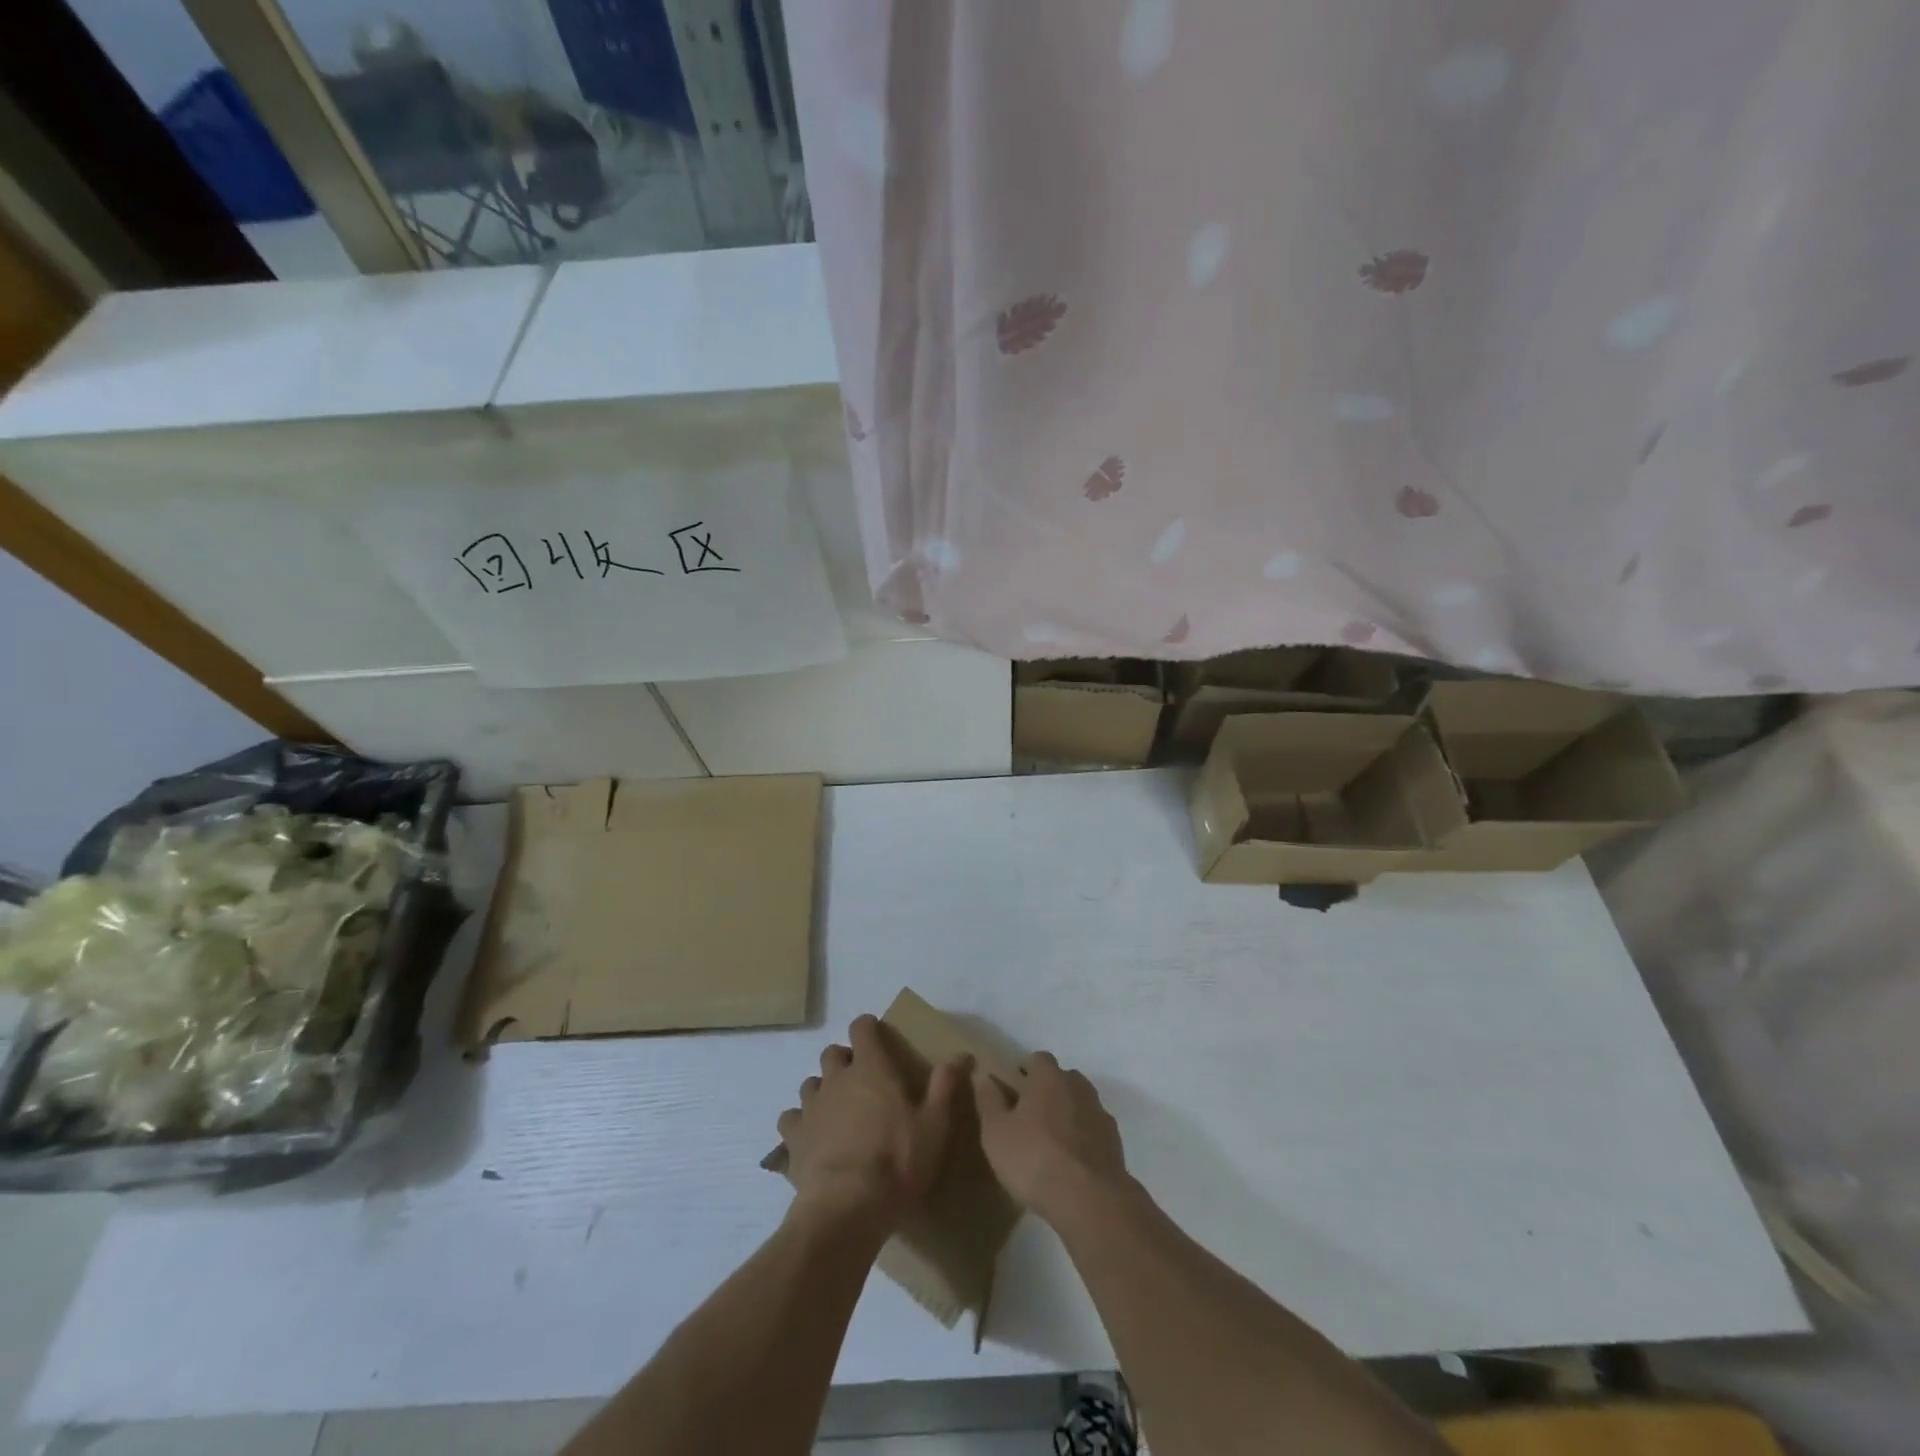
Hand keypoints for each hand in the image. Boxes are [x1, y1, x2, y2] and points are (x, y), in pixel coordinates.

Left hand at [776, 1014, 967, 1229]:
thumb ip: (945, 1086)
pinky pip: (790, 1120)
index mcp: (871, 1068)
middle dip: (844, 1060)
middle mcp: (836, 1079)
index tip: (877, 1035)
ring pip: (810, 1084)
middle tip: (861, 1080)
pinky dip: (799, 1124)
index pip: (862, 1028)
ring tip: (836, 1110)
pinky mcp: (793, 1139)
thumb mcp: (935, 1125)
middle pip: (832, 1054)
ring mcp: (811, 1108)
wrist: (847, 1207)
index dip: (868, 1027)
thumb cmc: (897, 1160)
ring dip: (822, 1090)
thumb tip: (962, 1054)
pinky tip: (810, 1138)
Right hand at [974, 1052, 1127, 1221]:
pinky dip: (1083, 1138)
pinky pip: (1093, 1130)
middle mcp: (1078, 1086)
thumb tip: (985, 1076)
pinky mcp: (1115, 1142)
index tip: (1014, 1090)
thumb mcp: (996, 1132)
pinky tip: (1072, 1163)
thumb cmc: (1034, 1159)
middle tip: (1030, 1117)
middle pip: (1063, 1079)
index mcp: (1049, 1077)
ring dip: (1068, 1114)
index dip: (1026, 1071)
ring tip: (1051, 1143)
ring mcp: (1100, 1113)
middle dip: (1048, 1091)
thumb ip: (989, 1100)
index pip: (1039, 1059)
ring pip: (1080, 1104)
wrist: (1090, 1199)